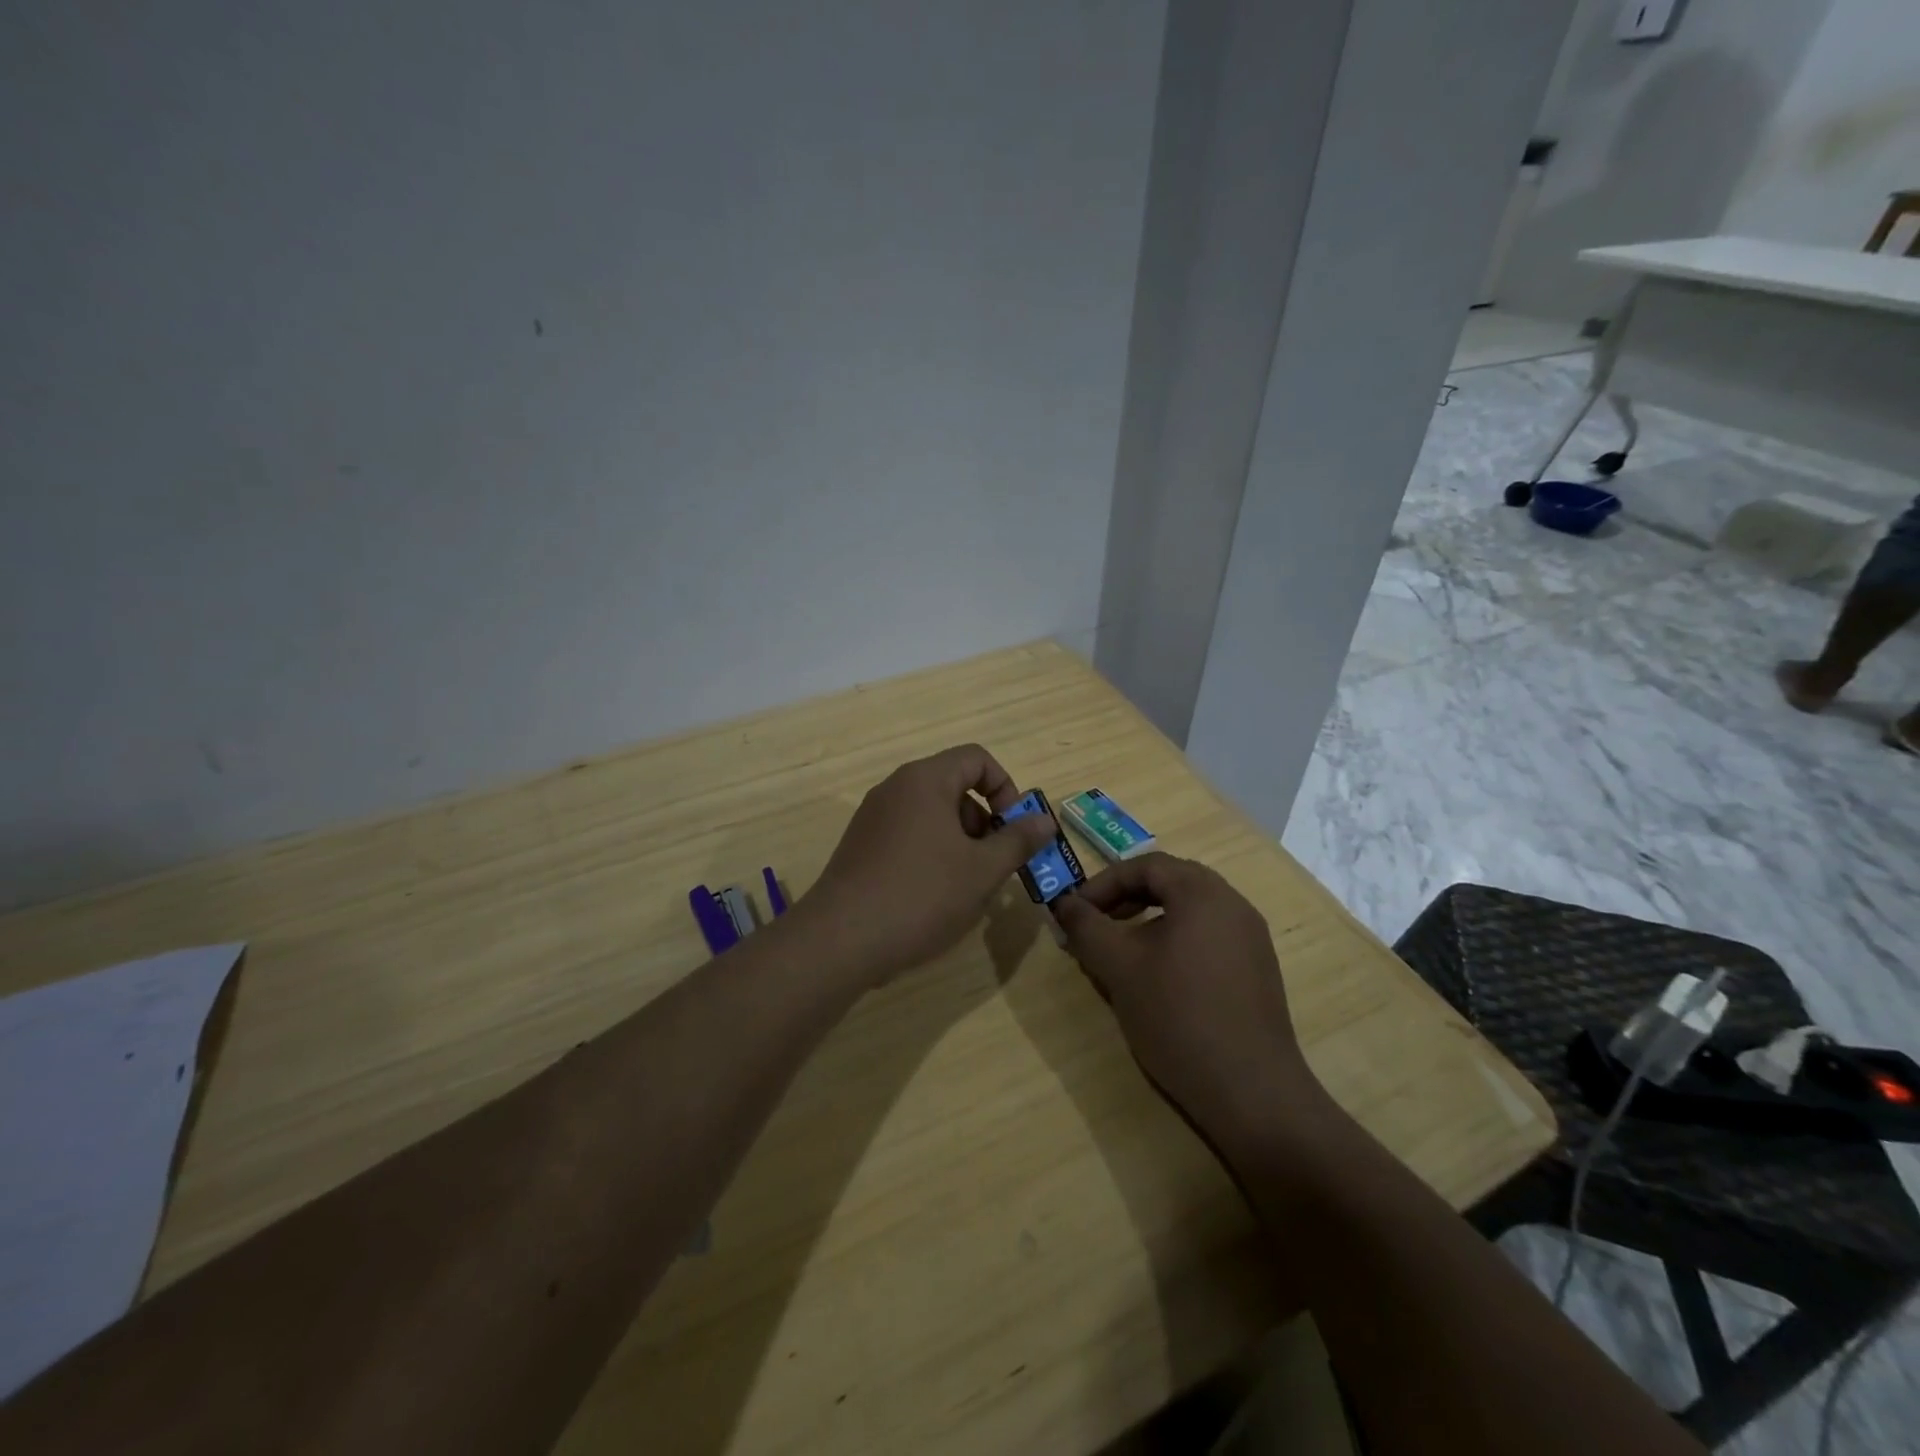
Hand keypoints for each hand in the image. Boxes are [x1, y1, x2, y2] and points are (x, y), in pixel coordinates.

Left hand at [799, 744, 1057, 985]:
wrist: (841, 939)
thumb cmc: (921, 895)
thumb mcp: (982, 870)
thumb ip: (1018, 840)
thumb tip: (1044, 820)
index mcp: (925, 780)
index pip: (976, 758)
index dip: (1006, 788)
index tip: (1014, 829)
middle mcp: (895, 789)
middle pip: (954, 786)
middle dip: (984, 821)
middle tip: (995, 864)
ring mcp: (873, 818)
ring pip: (932, 815)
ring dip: (961, 842)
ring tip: (968, 887)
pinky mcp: (861, 846)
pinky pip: (908, 835)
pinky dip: (932, 854)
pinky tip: (935, 897)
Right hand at [1052, 853, 1321, 1146]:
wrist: (1250, 1091)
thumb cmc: (1178, 1015)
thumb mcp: (1119, 966)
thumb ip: (1086, 927)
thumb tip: (1063, 903)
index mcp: (1203, 892)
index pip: (1145, 865)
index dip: (1104, 883)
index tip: (1075, 911)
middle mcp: (1233, 904)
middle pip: (1171, 882)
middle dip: (1125, 898)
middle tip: (1096, 924)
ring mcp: (1251, 938)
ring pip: (1190, 911)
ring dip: (1149, 920)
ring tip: (1121, 951)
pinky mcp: (1257, 971)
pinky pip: (1208, 937)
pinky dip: (1175, 941)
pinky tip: (1158, 978)